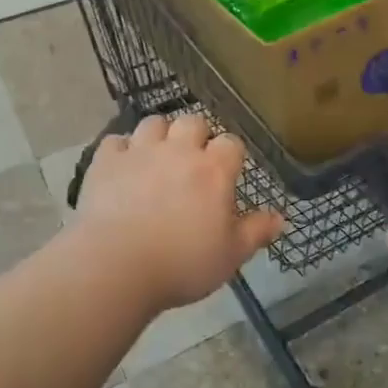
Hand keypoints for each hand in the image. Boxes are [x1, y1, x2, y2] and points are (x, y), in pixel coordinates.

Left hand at [75, 113, 283, 312]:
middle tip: (192, 161)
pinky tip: (122, 167)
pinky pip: (115, 141)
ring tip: (157, 157)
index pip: (231, 143)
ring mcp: (140, 151)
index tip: (227, 173)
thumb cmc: (182, 263)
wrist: (116, 265)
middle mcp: (179, 150)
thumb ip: (256, 232)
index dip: (230, 155)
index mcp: (213, 170)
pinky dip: (121, 150)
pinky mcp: (106, 161)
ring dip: (159, 135)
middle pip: (193, 121)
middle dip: (196, 135)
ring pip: (154, 123)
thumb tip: (281, 217)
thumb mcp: (230, 255)